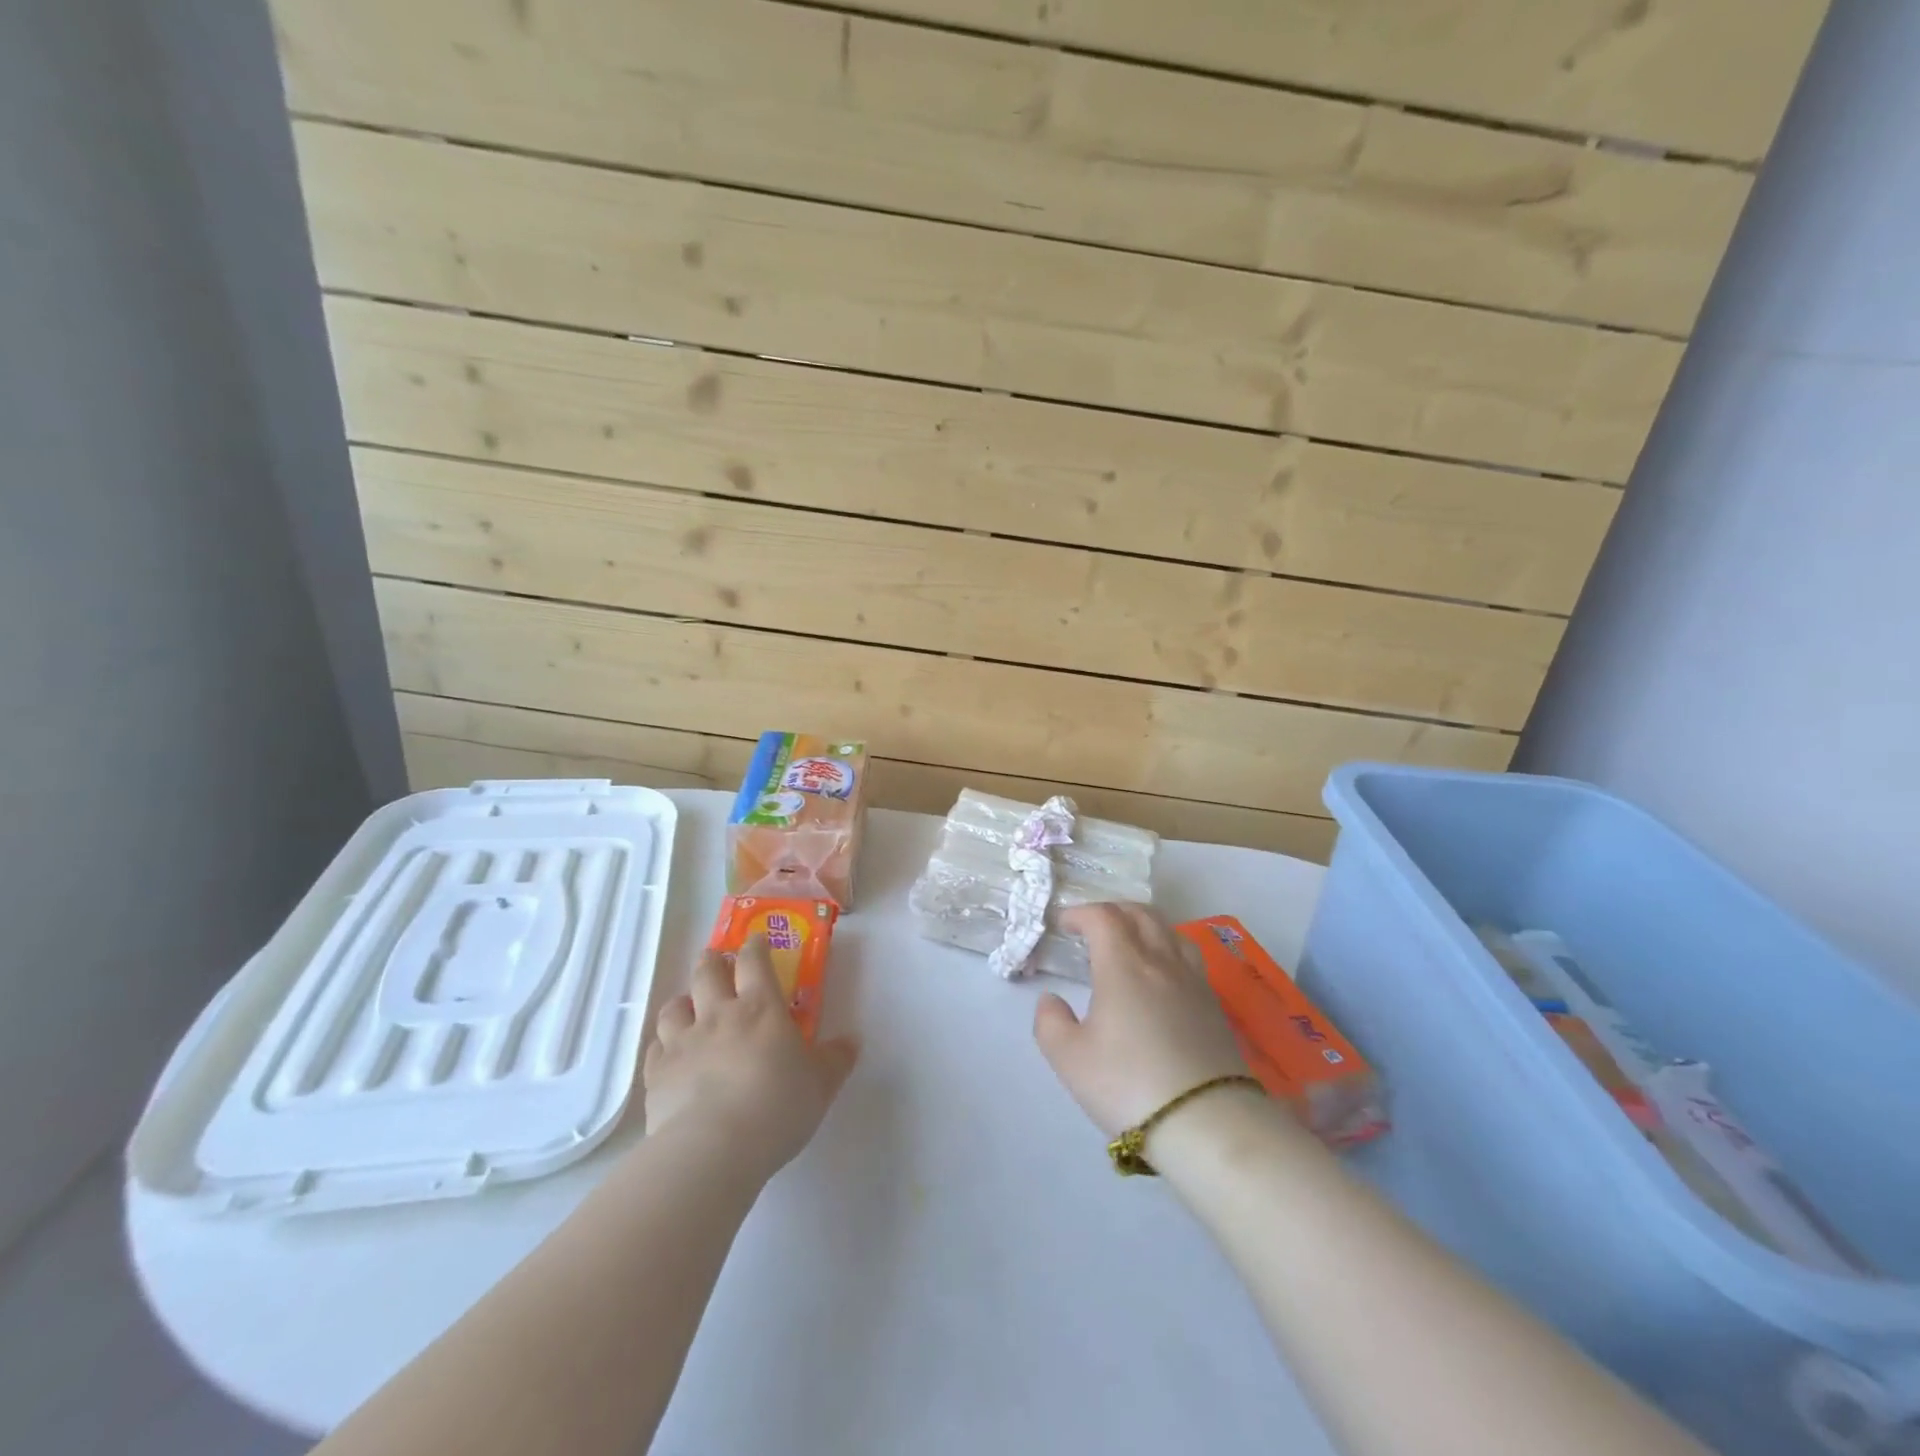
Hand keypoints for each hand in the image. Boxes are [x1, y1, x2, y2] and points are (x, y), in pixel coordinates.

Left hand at [643, 937, 857, 1178]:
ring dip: (683, 1002)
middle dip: (712, 960)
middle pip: (707, 971)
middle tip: (716, 961)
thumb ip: (835, 1060)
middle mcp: (718, 1014)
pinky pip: (655, 1047)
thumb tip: (851, 1041)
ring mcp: (682, 1042)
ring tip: (689, 1008)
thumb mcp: (821, 1085)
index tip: (755, 940)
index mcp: (761, 1008)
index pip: (754, 961)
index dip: (754, 946)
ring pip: (674, 1006)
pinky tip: (670, 1056)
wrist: (714, 1148)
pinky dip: (663, 1045)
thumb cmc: (777, 1108)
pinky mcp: (656, 1073)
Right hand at [1033, 903, 1250, 1137]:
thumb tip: (1051, 1000)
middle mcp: (1161, 961)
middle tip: (1092, 926)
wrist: (1206, 1123)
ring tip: (1130, 942)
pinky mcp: (1214, 1005)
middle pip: (1140, 914)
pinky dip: (1167, 948)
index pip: (1103, 917)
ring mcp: (1193, 981)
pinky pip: (1188, 956)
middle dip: (1112, 911)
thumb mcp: (1070, 1059)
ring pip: (1170, 931)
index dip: (1080, 913)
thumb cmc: (1128, 1085)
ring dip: (1144, 924)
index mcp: (1123, 965)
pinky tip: (1161, 975)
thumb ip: (1050, 1023)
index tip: (1064, 924)